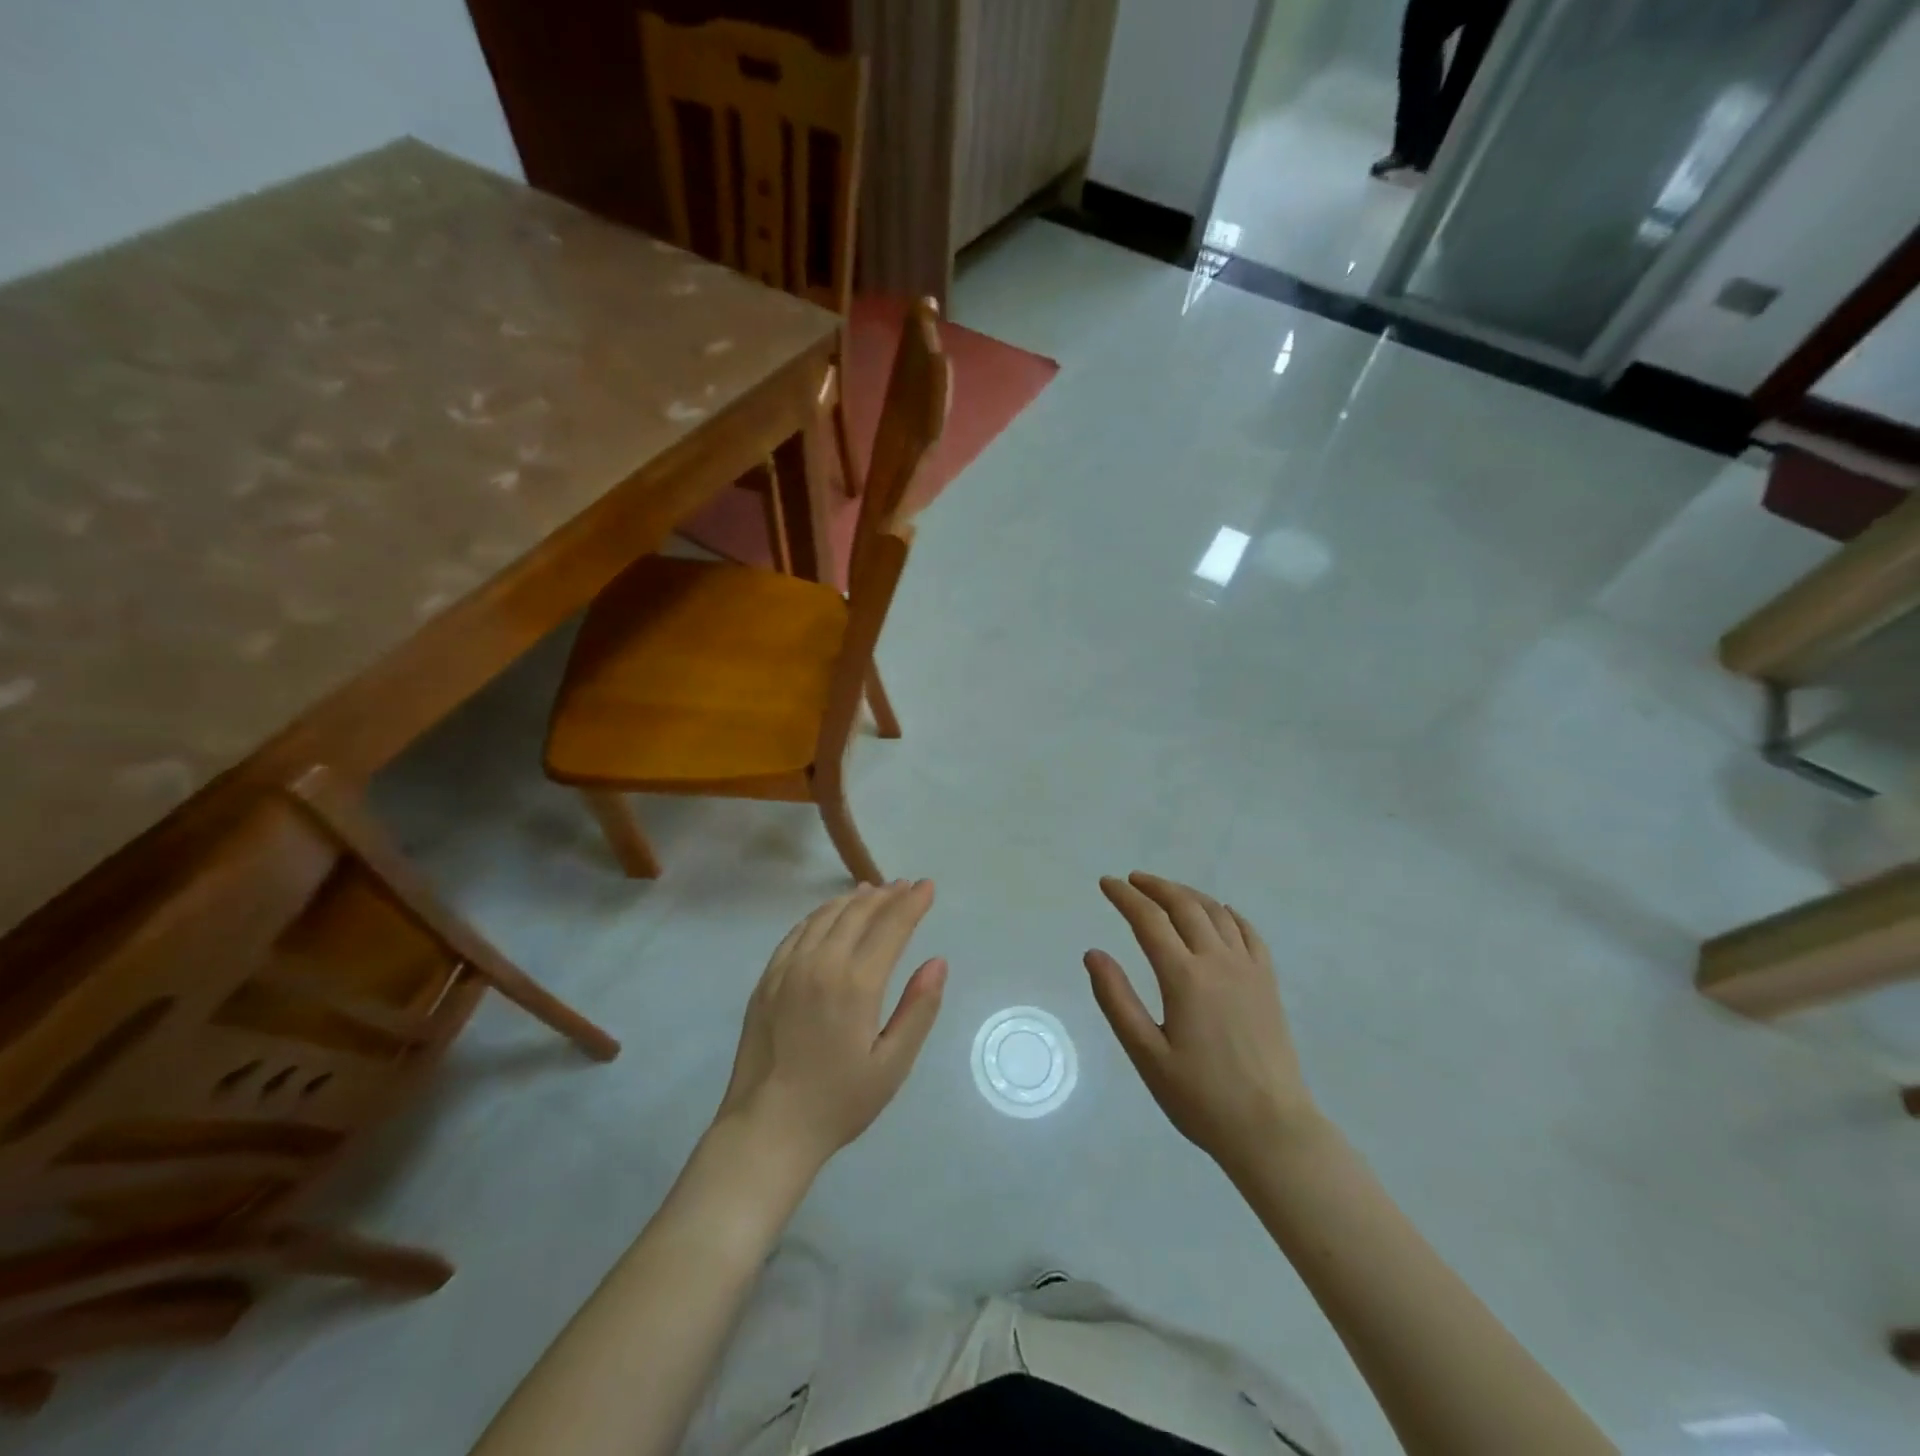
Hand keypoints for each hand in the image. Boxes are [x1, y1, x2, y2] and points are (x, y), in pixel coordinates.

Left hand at [716, 881, 946, 1171]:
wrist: (767, 1129)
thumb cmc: (838, 1102)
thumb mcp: (892, 1065)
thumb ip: (918, 1009)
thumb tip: (937, 961)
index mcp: (856, 984)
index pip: (891, 927)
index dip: (912, 903)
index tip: (928, 886)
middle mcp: (821, 964)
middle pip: (858, 914)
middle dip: (886, 896)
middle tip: (905, 886)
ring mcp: (788, 968)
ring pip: (825, 916)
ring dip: (853, 900)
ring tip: (873, 891)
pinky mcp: (767, 979)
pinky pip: (797, 932)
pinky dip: (820, 915)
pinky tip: (829, 915)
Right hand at [1086, 873, 1320, 1172]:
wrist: (1272, 1129)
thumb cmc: (1201, 1097)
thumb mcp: (1146, 1055)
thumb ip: (1117, 1000)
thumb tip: (1093, 953)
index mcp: (1184, 977)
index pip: (1149, 920)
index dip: (1124, 897)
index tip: (1106, 883)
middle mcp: (1218, 962)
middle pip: (1184, 906)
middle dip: (1154, 887)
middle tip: (1131, 880)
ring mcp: (1249, 969)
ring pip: (1216, 913)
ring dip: (1187, 894)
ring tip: (1166, 892)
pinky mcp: (1268, 983)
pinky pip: (1248, 932)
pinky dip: (1227, 914)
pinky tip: (1218, 914)